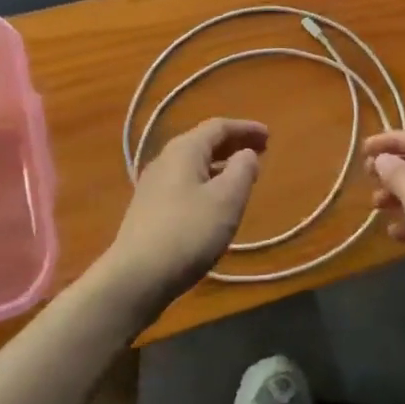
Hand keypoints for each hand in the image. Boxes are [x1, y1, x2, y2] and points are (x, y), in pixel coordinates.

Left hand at [99, 118, 266, 321]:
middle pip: (204, 142)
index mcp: (184, 149)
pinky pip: (185, 182)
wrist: (135, 277)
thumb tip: (246, 154)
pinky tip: (215, 201)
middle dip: (234, 144)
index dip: (246, 128)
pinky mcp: (149, 209)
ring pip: (194, 164)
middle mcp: (165, 159)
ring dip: (221, 164)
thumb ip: (242, 170)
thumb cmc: (188, 232)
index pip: (219, 126)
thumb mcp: (227, 200)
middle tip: (261, 151)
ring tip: (242, 175)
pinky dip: (207, 181)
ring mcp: (153, 185)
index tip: (269, 135)